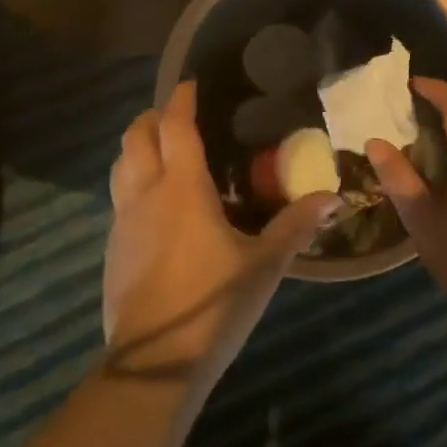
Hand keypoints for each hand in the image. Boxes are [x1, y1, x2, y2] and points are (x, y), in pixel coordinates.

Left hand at [104, 81, 336, 388]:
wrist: (154, 363)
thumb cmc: (214, 303)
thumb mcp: (264, 265)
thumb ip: (296, 226)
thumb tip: (334, 197)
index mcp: (182, 187)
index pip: (175, 126)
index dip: (181, 99)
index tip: (191, 83)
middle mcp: (146, 194)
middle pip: (135, 137)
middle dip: (152, 117)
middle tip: (177, 116)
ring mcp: (122, 222)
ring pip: (120, 166)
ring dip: (137, 148)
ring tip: (162, 153)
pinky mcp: (112, 250)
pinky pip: (119, 199)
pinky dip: (133, 184)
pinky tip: (155, 208)